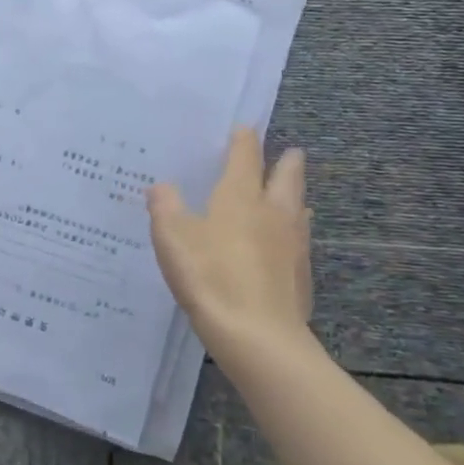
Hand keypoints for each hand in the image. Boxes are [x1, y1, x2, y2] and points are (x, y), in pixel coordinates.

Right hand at [147, 128, 312, 353]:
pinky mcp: (301, 276)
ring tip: (293, 195)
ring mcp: (292, 245)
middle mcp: (272, 212)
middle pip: (286, 178)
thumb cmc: (210, 275)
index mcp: (240, 196)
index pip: (245, 157)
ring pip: (299, 209)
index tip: (244, 127)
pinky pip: (300, 242)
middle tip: (291, 152)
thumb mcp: (172, 236)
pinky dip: (294, 232)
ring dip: (295, 197)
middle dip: (287, 162)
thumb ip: (165, 206)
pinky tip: (288, 243)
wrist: (258, 337)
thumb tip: (162, 186)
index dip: (244, 140)